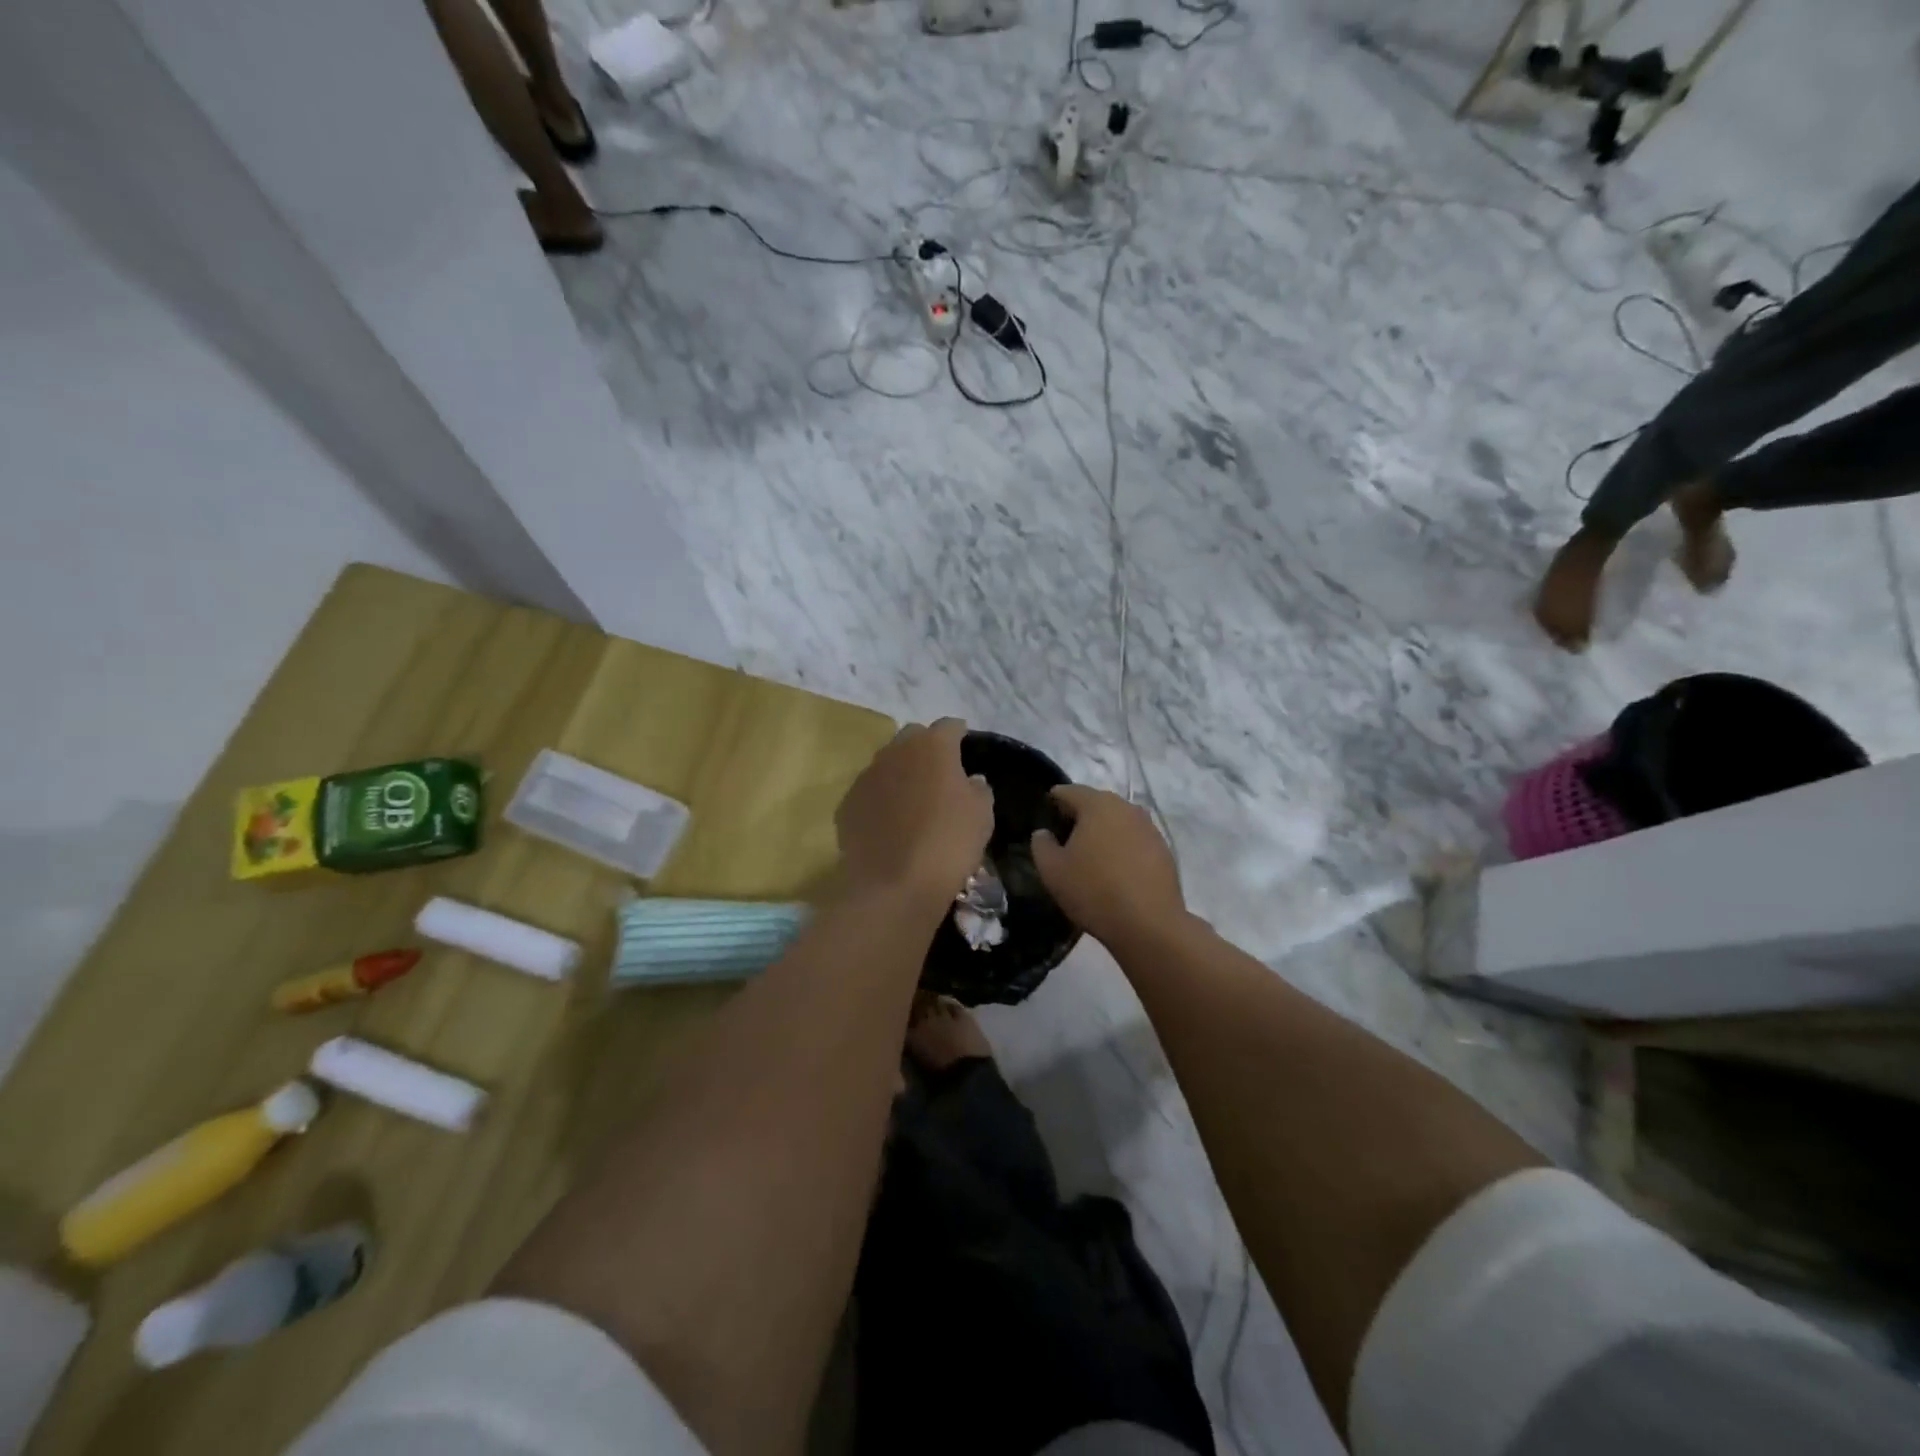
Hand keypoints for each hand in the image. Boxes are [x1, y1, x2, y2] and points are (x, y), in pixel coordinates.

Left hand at [836, 719, 992, 904]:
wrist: (892, 885)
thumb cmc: (947, 843)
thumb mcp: (982, 815)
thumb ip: (978, 789)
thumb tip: (970, 780)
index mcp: (932, 746)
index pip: (949, 726)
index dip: (960, 735)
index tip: (966, 747)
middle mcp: (895, 751)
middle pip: (913, 737)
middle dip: (926, 748)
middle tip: (939, 774)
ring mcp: (866, 776)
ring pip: (887, 763)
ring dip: (901, 774)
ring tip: (912, 800)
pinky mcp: (847, 803)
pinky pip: (869, 792)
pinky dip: (880, 800)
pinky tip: (889, 823)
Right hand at [1031, 785, 1186, 948]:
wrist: (1149, 924)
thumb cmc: (1093, 891)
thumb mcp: (1052, 870)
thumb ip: (1041, 845)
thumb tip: (1044, 833)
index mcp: (1097, 805)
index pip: (1069, 791)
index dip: (1053, 801)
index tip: (1045, 818)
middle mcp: (1126, 807)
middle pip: (1096, 803)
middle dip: (1080, 816)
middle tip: (1065, 839)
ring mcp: (1149, 828)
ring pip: (1118, 821)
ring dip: (1104, 832)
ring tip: (1091, 856)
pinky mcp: (1164, 849)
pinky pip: (1135, 839)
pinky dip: (1123, 847)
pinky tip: (1116, 870)